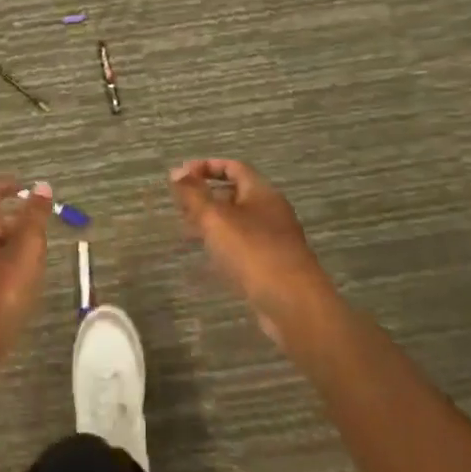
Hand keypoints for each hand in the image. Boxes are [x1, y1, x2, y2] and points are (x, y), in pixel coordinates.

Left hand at [0, 179, 52, 373]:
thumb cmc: (0, 293)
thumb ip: (35, 218)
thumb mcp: (26, 251)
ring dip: (8, 237)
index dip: (8, 185)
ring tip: (34, 248)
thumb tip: (41, 186)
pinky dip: (2, 257)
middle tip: (39, 221)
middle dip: (12, 214)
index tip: (26, 186)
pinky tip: (17, 275)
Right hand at [172, 159, 333, 347]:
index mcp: (261, 192)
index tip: (181, 176)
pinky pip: (243, 246)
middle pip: (235, 194)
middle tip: (179, 206)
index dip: (206, 167)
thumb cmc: (253, 251)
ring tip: (186, 231)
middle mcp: (270, 210)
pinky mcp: (273, 266)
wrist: (294, 305)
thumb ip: (193, 194)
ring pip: (238, 222)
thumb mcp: (216, 218)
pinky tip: (208, 258)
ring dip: (212, 223)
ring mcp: (274, 239)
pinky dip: (223, 245)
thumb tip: (176, 171)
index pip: (233, 167)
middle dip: (206, 196)